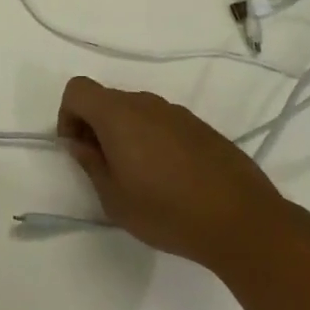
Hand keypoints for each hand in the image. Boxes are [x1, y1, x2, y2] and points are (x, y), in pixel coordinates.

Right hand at [57, 76, 282, 271]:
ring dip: (126, 134)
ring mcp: (176, 112)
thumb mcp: (115, 199)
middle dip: (95, 127)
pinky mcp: (200, 126)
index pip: (78, 89)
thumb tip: (79, 144)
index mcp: (118, 114)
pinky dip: (153, 140)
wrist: (242, 220)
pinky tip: (170, 178)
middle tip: (105, 168)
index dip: (68, 115)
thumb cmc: (167, 211)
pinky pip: (163, 123)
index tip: (79, 149)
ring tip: (140, 177)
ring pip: (136, 112)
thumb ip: (91, 164)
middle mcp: (145, 103)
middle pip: (106, 100)